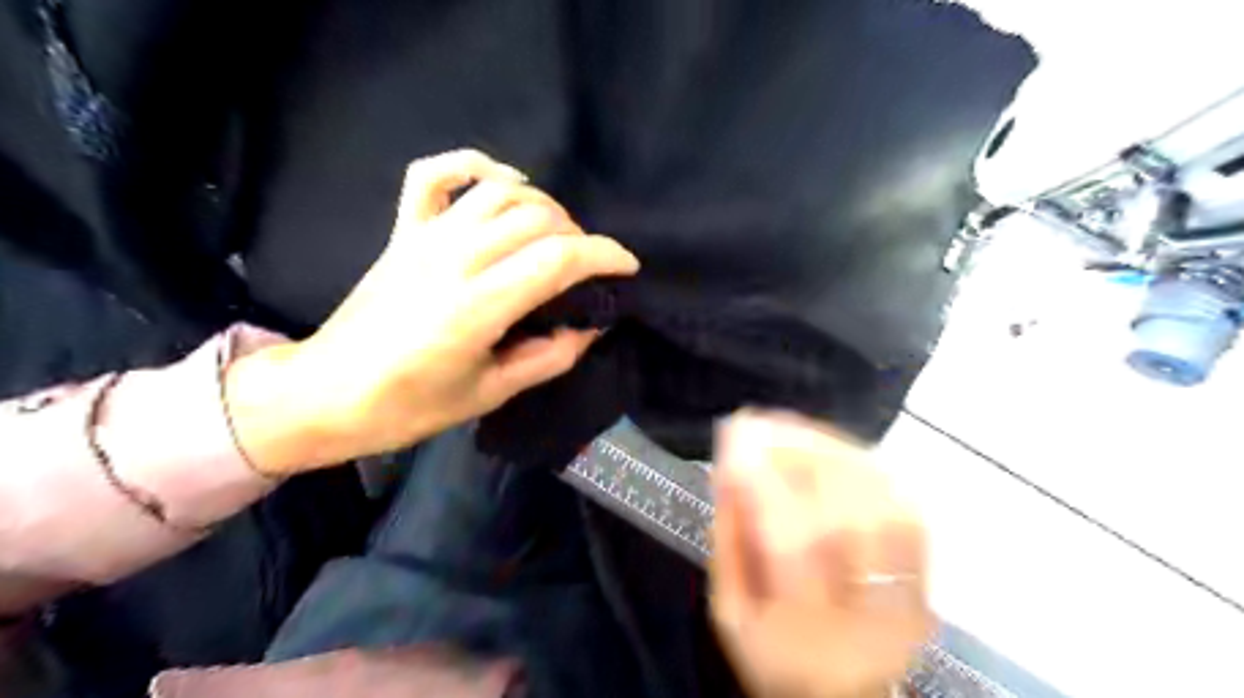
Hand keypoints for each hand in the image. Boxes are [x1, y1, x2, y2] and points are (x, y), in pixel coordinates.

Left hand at [224, 148, 646, 473]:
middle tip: (587, 268)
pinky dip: (475, 164)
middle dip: (580, 237)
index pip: (559, 259)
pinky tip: (503, 179)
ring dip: (543, 207)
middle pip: (538, 219)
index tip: (628, 267)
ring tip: (556, 235)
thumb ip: (549, 357)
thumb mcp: (490, 394)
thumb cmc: (409, 406)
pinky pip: (436, 175)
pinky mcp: (403, 231)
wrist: (325, 392)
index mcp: (478, 306)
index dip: (605, 256)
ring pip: (501, 192)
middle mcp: (455, 258)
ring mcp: (425, 237)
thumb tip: (590, 327)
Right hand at [709, 408, 932, 697]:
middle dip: (802, 454)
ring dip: (838, 453)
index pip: (790, 542)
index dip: (764, 479)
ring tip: (796, 430)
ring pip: (885, 505)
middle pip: (847, 515)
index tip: (736, 432)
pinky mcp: (927, 580)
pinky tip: (838, 451)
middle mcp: (864, 613)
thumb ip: (727, 537)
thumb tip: (727, 466)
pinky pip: (908, 509)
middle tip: (765, 422)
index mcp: (803, 629)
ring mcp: (906, 597)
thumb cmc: (769, 653)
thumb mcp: (728, 609)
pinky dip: (872, 470)